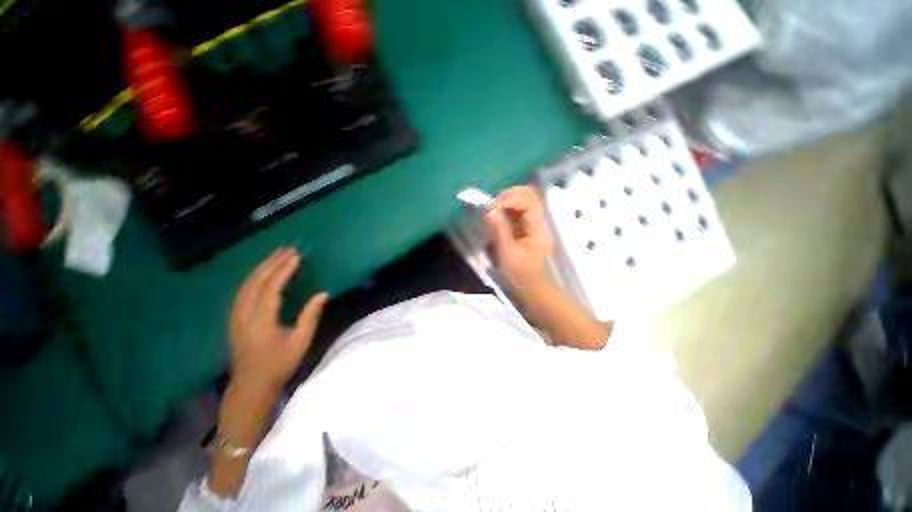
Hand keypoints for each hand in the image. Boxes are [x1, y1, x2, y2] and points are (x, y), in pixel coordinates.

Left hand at [228, 248, 328, 393]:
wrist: (250, 385)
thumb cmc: (279, 364)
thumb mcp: (301, 341)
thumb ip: (310, 315)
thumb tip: (323, 293)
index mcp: (261, 320)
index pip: (271, 288)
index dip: (284, 270)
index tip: (296, 256)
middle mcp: (244, 314)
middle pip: (255, 281)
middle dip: (272, 263)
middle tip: (287, 249)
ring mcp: (235, 316)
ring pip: (246, 284)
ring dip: (261, 267)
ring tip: (276, 255)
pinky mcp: (234, 318)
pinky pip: (242, 291)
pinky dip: (254, 277)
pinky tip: (262, 273)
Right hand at [485, 186, 554, 292]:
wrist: (530, 286)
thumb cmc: (520, 273)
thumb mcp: (507, 253)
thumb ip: (499, 230)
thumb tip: (490, 209)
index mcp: (537, 228)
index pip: (529, 202)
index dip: (510, 199)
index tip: (492, 207)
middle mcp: (538, 221)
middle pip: (529, 195)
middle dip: (508, 196)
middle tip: (492, 206)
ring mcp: (532, 222)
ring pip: (522, 200)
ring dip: (506, 201)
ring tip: (492, 210)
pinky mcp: (525, 226)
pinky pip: (516, 210)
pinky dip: (505, 208)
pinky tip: (496, 216)